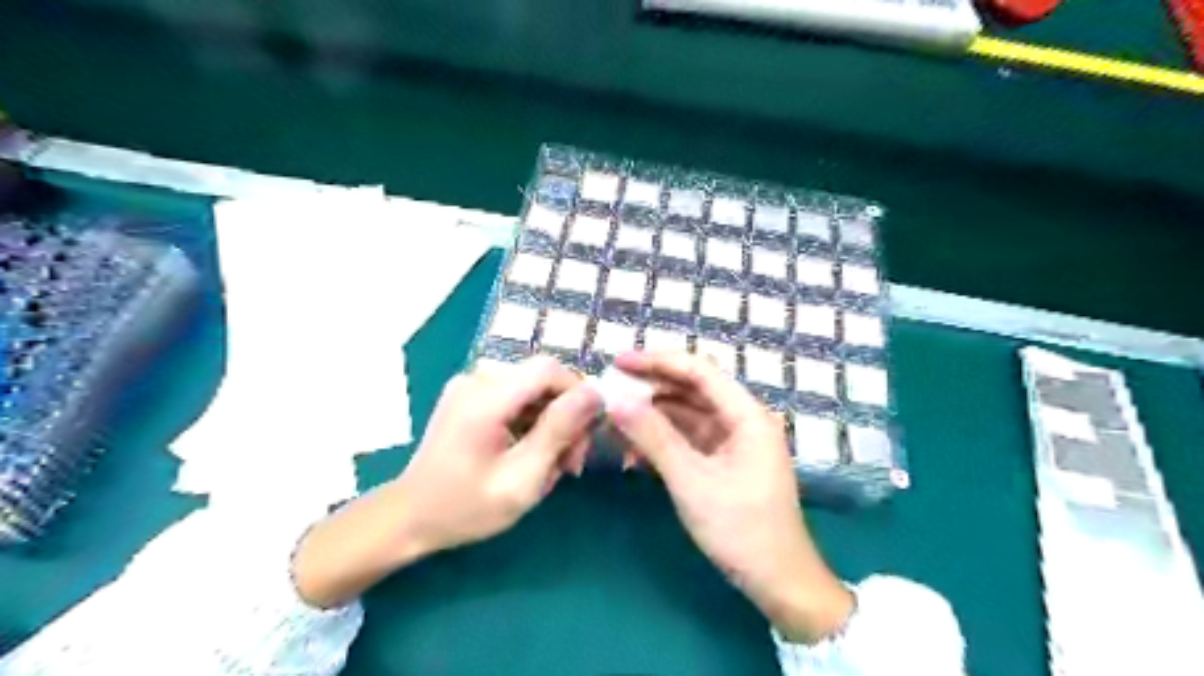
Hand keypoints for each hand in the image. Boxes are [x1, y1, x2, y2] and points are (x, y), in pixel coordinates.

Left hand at [400, 356, 598, 552]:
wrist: (409, 518)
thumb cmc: (466, 507)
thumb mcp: (522, 479)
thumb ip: (558, 432)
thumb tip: (594, 394)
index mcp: (485, 398)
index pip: (548, 369)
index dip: (578, 392)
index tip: (589, 433)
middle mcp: (477, 380)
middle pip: (542, 379)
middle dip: (566, 416)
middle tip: (572, 462)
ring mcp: (470, 386)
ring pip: (533, 390)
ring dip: (551, 423)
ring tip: (553, 464)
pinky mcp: (470, 396)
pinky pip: (516, 398)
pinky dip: (532, 423)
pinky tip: (531, 454)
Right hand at [611, 351, 855, 642]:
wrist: (778, 581)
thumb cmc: (740, 529)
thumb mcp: (691, 481)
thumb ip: (654, 437)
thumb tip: (616, 401)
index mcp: (747, 415)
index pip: (699, 370)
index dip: (658, 361)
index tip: (618, 362)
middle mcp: (743, 419)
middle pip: (693, 389)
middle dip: (651, 389)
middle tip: (610, 391)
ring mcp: (734, 440)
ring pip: (688, 414)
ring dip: (653, 417)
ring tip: (615, 423)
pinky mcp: (725, 460)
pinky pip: (690, 438)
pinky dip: (663, 441)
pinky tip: (636, 452)